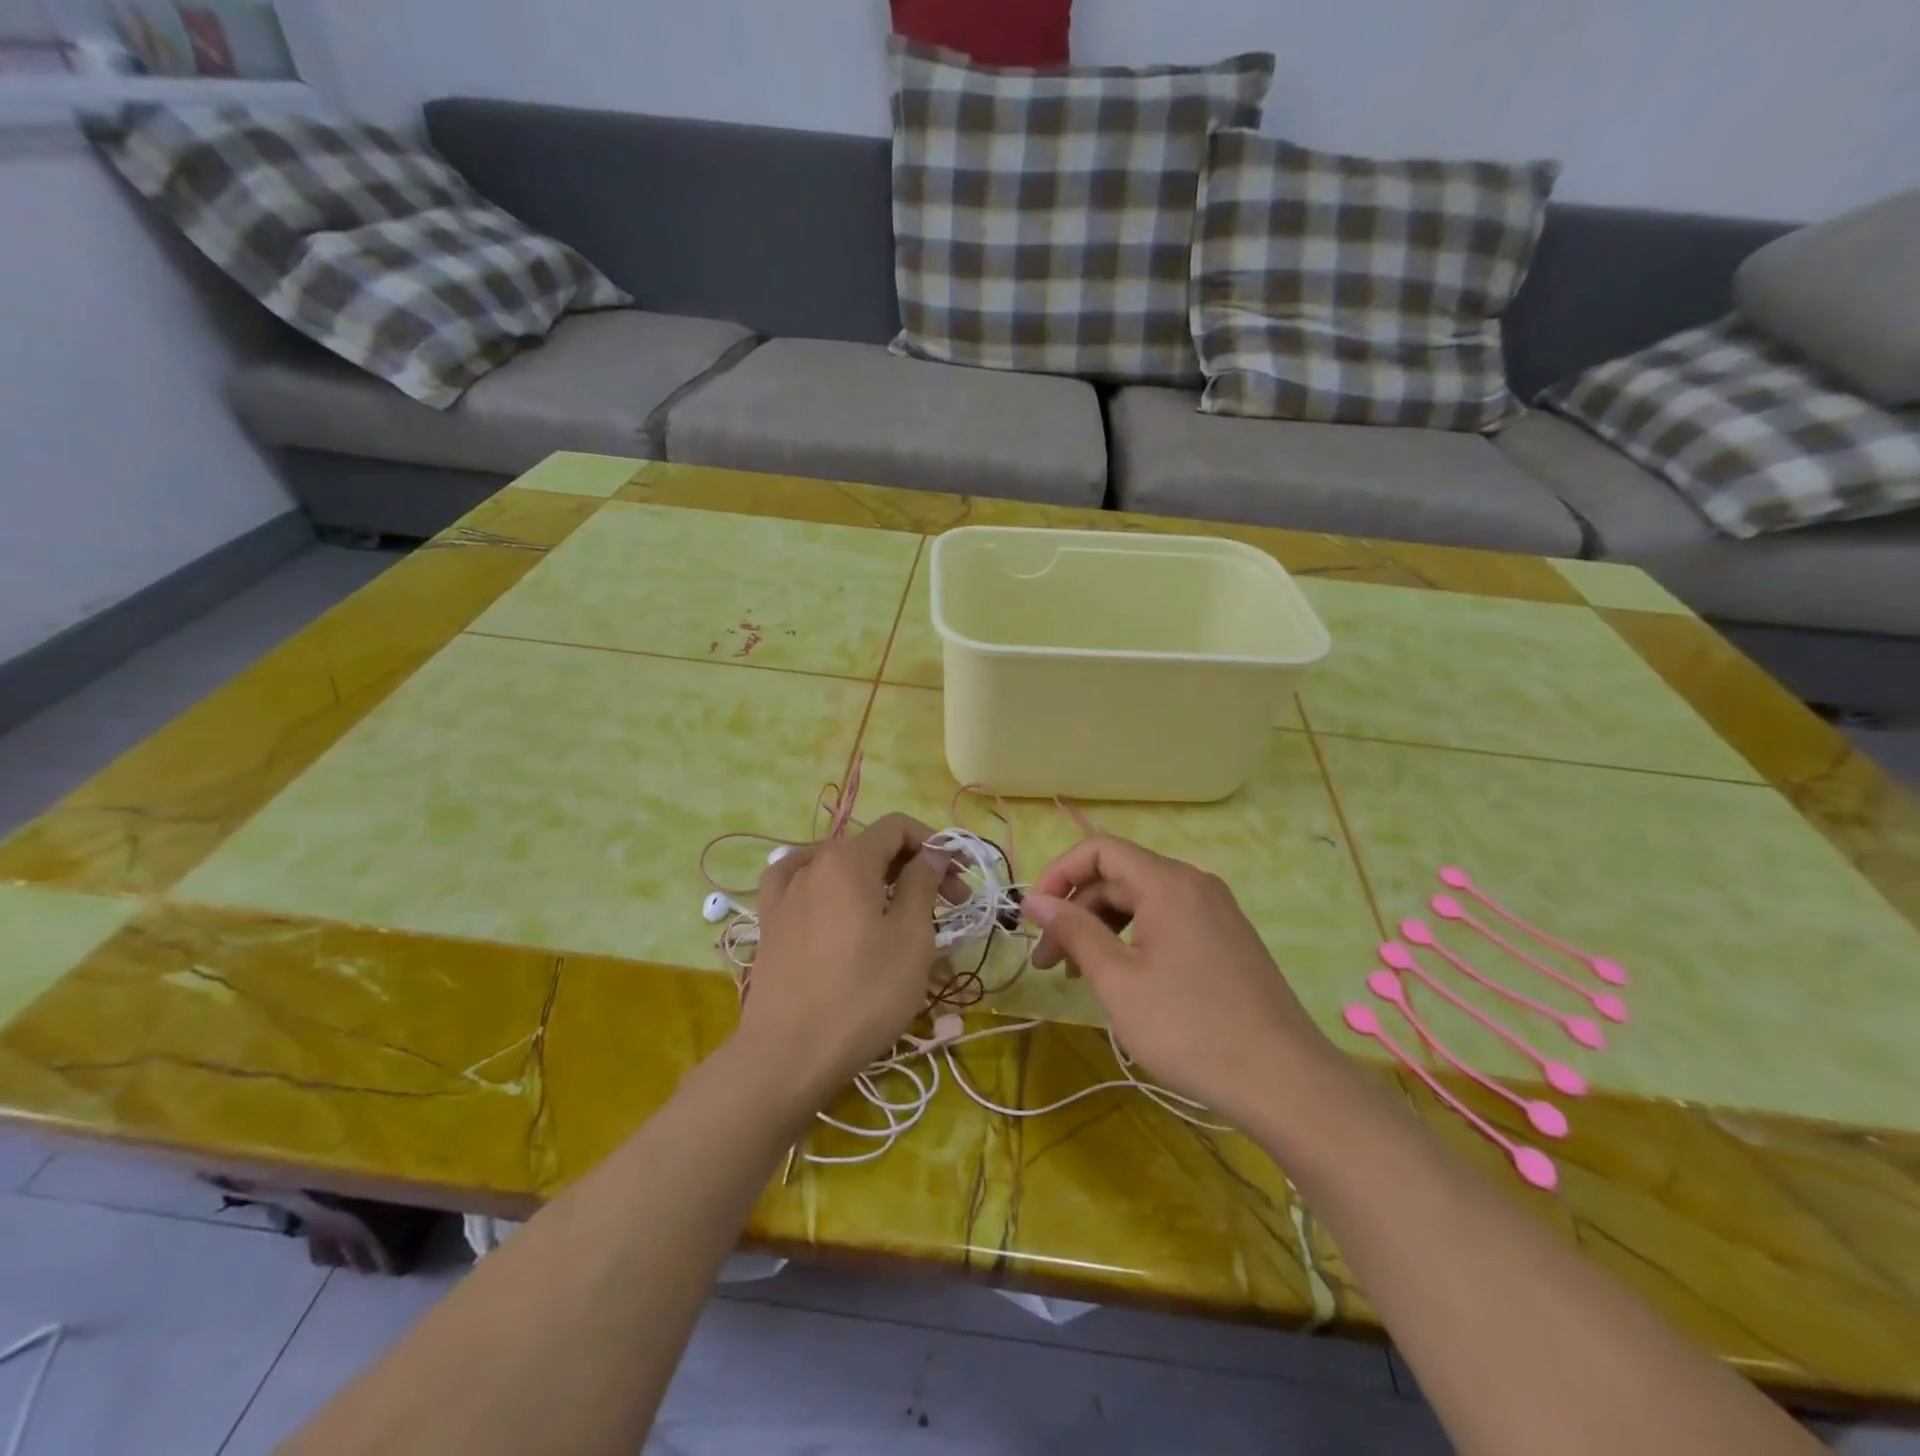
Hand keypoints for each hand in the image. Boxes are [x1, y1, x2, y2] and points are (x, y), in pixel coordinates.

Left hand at [733, 813, 948, 1112]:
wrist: (788, 1055)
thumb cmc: (863, 995)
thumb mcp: (911, 938)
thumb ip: (922, 883)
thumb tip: (932, 852)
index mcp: (849, 859)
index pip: (898, 827)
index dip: (935, 845)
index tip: (959, 879)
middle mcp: (813, 863)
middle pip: (871, 846)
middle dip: (912, 867)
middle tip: (945, 904)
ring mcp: (785, 892)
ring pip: (839, 867)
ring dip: (875, 879)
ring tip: (895, 909)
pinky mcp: (770, 922)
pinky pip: (798, 883)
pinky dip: (823, 881)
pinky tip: (828, 894)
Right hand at [1023, 835, 1337, 1125]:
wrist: (1285, 1082)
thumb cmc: (1190, 1029)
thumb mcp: (1118, 981)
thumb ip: (1074, 931)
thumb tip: (1034, 900)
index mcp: (1168, 883)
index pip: (1099, 850)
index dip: (1059, 874)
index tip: (1034, 918)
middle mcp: (1194, 884)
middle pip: (1119, 877)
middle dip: (1076, 912)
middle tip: (1050, 963)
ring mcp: (1215, 911)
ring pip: (1141, 902)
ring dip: (1101, 929)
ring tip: (1079, 975)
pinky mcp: (1226, 939)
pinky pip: (1167, 921)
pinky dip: (1133, 940)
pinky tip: (1122, 979)